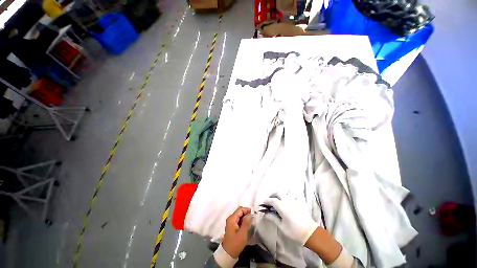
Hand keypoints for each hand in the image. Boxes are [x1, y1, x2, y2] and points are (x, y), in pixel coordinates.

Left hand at [222, 207, 252, 257]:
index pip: (240, 209)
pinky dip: (243, 221)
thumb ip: (246, 222)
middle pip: (239, 212)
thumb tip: (250, 214)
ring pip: (239, 216)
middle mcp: (230, 218)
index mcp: (232, 218)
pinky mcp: (232, 227)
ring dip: (245, 217)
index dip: (247, 210)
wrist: (228, 254)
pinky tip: (247, 225)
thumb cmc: (235, 243)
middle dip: (246, 213)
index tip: (253, 214)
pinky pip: (238, 220)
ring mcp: (231, 223)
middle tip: (253, 218)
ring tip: (251, 221)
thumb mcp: (243, 233)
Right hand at [263, 195, 317, 244]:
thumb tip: (265, 214)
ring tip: (278, 201)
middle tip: (270, 200)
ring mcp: (294, 201)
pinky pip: (292, 196)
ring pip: (285, 193)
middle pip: (278, 193)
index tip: (264, 203)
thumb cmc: (294, 232)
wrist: (310, 233)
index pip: (272, 200)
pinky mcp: (300, 202)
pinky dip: (287, 197)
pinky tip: (287, 203)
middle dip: (273, 195)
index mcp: (282, 207)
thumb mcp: (282, 227)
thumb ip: (273, 218)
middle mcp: (288, 201)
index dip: (267, 201)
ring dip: (280, 195)